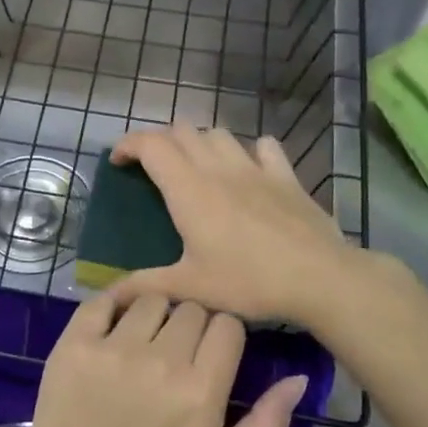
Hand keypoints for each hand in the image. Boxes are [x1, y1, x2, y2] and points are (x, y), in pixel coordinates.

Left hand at [11, 292, 307, 426]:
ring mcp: (113, 347)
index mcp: (201, 391)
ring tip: (144, 344)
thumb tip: (298, 380)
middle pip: (191, 308)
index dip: (224, 336)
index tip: (213, 355)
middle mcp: (160, 360)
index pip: (228, 324)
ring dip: (155, 315)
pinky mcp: (75, 343)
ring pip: (151, 299)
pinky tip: (114, 326)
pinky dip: (113, 305)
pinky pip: (103, 299)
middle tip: (178, 354)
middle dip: (192, 325)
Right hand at [106, 126, 361, 328]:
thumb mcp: (191, 288)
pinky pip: (264, 146)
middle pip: (181, 131)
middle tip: (153, 169)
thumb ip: (145, 286)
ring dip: (200, 142)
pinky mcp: (285, 175)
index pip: (150, 145)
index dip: (128, 145)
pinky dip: (249, 151)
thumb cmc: (248, 281)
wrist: (319, 277)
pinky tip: (249, 169)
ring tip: (196, 166)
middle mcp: (217, 168)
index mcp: (188, 189)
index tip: (118, 162)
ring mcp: (254, 167)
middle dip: (160, 142)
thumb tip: (108, 296)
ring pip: (218, 133)